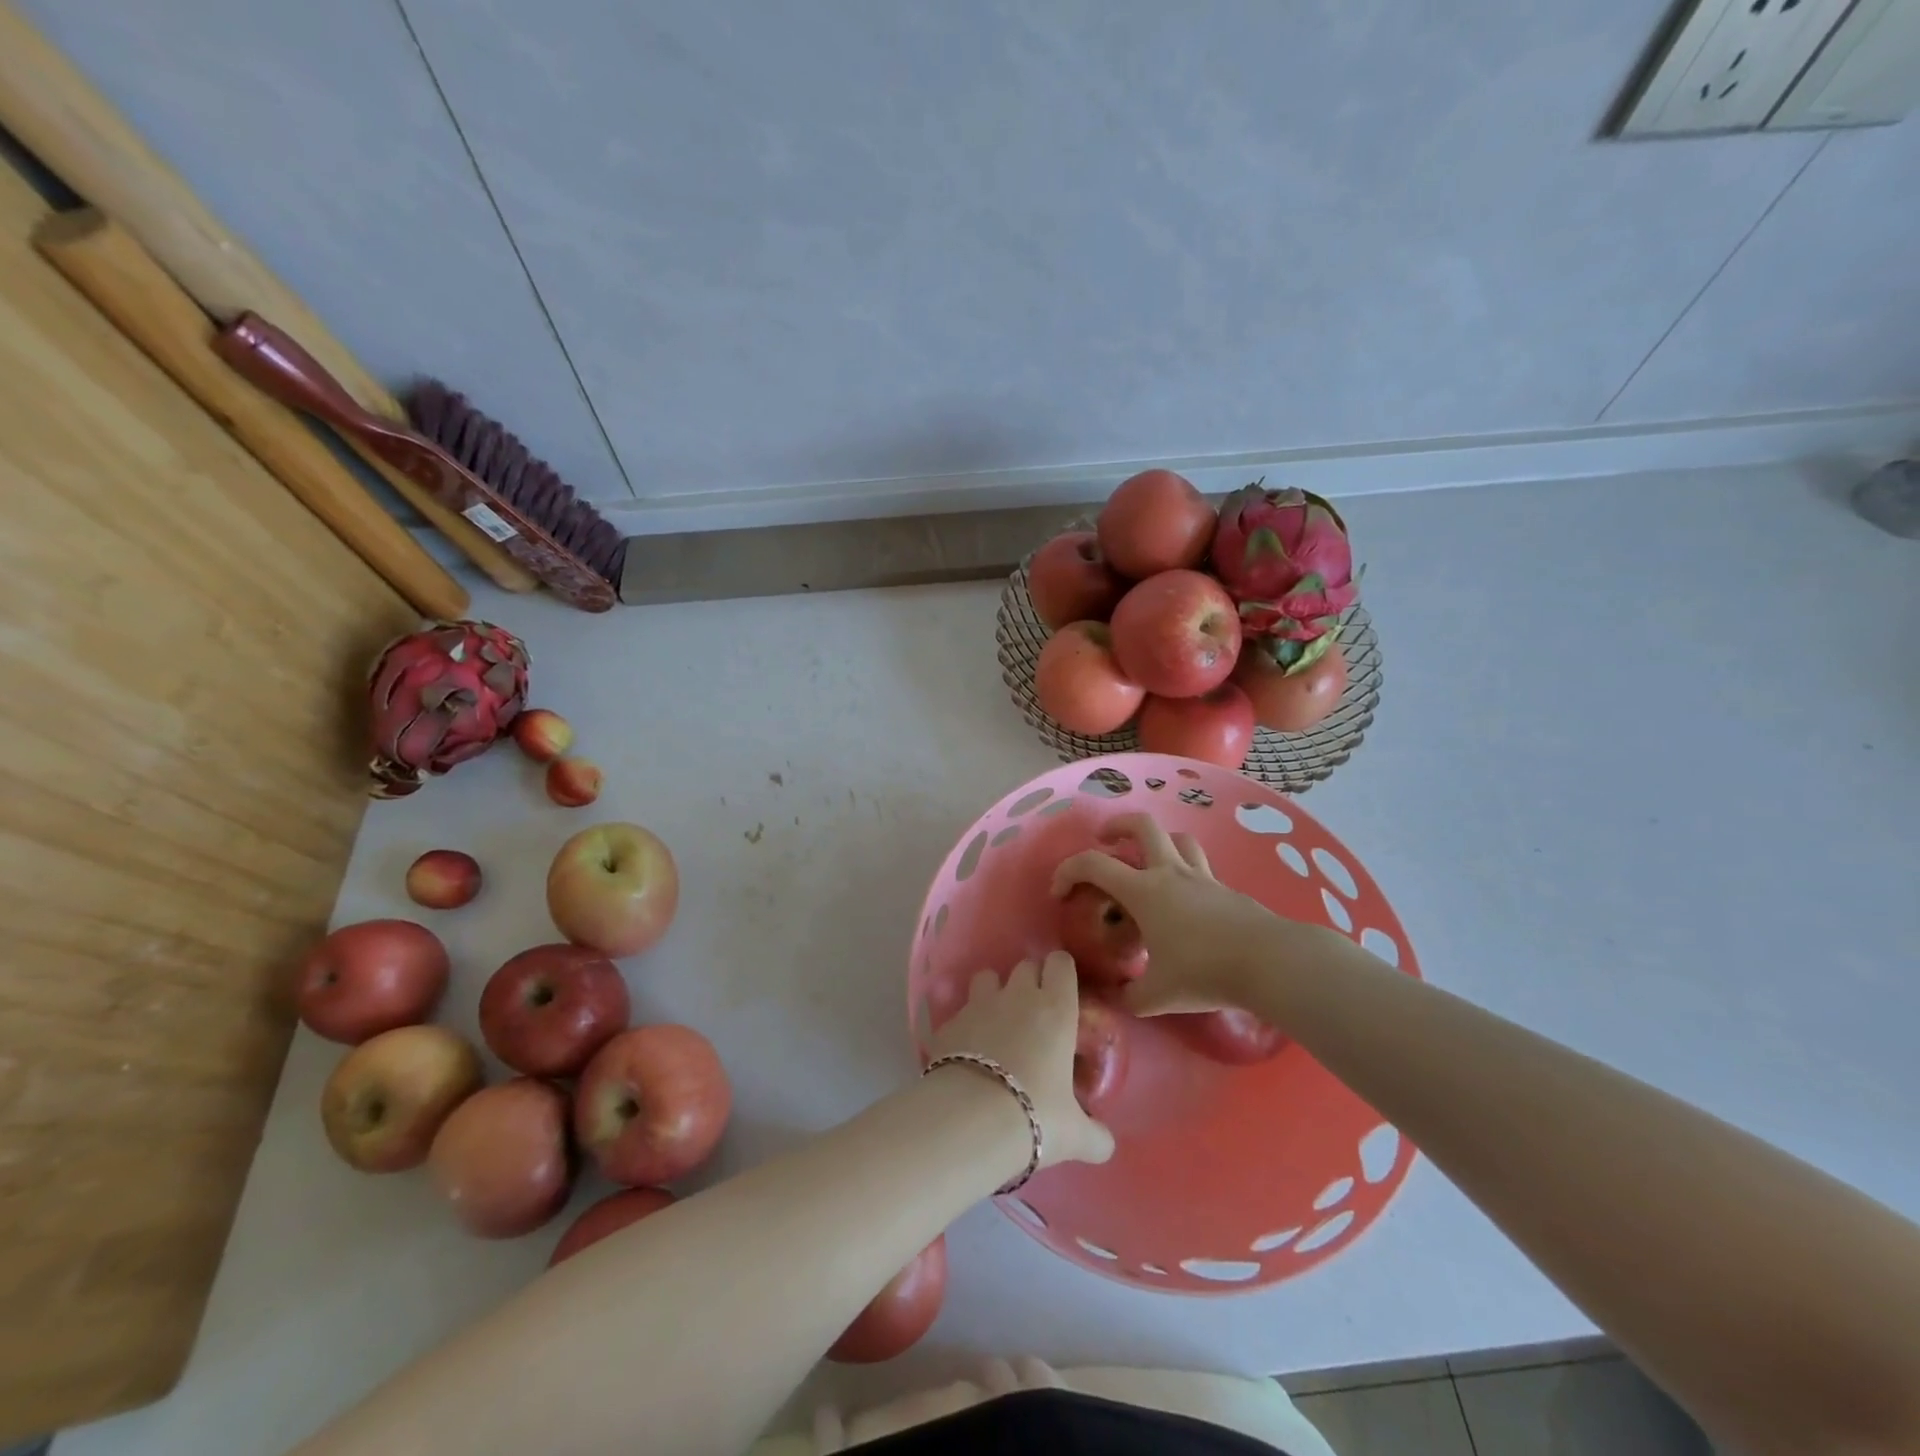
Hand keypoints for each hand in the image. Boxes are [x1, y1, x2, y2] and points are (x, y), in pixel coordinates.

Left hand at [926, 952, 1114, 1168]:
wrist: (969, 1120)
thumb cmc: (1035, 1116)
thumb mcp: (1075, 1135)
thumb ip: (1095, 1136)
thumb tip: (1106, 1146)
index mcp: (1056, 1009)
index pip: (1061, 963)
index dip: (1061, 973)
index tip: (1063, 993)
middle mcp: (1018, 996)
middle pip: (1026, 966)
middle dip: (1031, 981)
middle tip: (1035, 1014)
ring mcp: (979, 1004)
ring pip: (988, 977)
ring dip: (994, 991)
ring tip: (997, 1022)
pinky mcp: (948, 1022)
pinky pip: (960, 1010)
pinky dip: (966, 1023)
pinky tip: (967, 1050)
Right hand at [1051, 812, 1287, 1015]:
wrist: (1270, 963)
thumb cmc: (1204, 972)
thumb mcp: (1157, 996)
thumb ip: (1130, 997)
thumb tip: (1118, 1000)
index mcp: (1144, 891)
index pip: (1094, 864)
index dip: (1068, 870)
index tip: (1059, 892)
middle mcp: (1170, 873)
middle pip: (1142, 825)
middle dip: (1117, 826)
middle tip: (1107, 841)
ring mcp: (1202, 877)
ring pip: (1177, 838)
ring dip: (1158, 842)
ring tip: (1148, 862)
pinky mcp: (1227, 890)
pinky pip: (1200, 867)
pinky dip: (1185, 873)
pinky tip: (1185, 903)